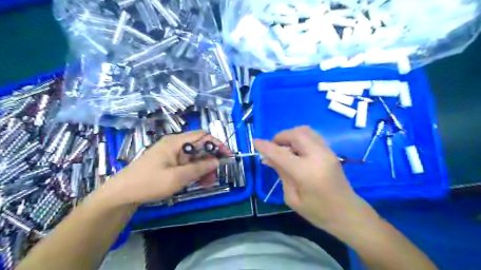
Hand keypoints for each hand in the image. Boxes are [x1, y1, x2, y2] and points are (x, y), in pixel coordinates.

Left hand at [102, 130, 229, 203]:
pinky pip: (187, 163)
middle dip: (210, 159)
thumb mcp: (177, 177)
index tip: (227, 156)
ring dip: (203, 167)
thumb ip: (199, 168)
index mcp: (176, 142)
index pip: (202, 136)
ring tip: (207, 183)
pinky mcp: (169, 162)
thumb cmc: (149, 183)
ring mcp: (171, 153)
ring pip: (194, 156)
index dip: (217, 144)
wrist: (121, 193)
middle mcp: (175, 144)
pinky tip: (197, 181)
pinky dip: (194, 171)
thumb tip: (217, 160)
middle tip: (214, 176)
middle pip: (199, 147)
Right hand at [255, 126, 379, 233]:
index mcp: (306, 171)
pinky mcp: (330, 151)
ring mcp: (327, 151)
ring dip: (290, 135)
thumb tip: (268, 158)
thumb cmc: (318, 212)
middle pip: (295, 134)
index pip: (281, 153)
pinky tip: (296, 150)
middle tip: (273, 148)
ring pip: (305, 131)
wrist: (347, 213)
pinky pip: (312, 136)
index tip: (255, 142)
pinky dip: (300, 138)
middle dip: (280, 137)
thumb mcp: (292, 197)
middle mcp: (318, 156)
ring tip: (284, 148)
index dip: (266, 146)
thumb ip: (281, 173)